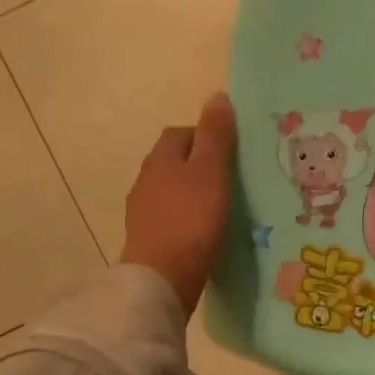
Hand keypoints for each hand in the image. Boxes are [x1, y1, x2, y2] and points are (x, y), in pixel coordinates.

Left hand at [121, 92, 237, 314]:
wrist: (162, 278)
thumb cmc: (191, 219)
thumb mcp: (210, 172)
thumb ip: (215, 136)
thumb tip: (217, 96)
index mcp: (160, 158)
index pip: (181, 133)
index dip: (206, 136)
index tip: (232, 153)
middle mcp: (145, 180)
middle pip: (174, 162)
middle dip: (199, 165)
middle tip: (231, 180)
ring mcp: (143, 212)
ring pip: (171, 191)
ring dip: (192, 193)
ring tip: (222, 207)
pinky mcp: (147, 239)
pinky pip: (171, 218)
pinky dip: (187, 218)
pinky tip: (204, 232)